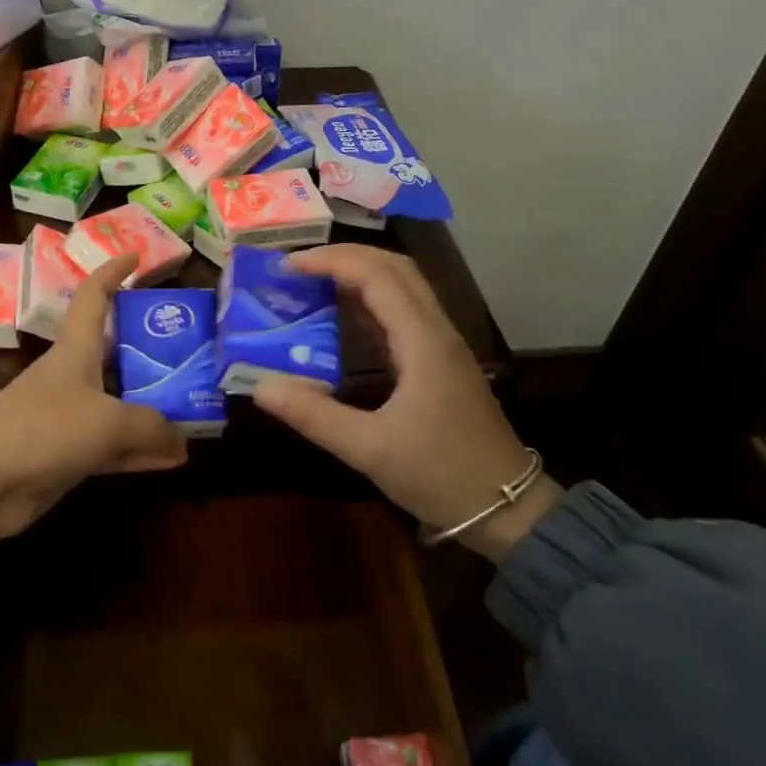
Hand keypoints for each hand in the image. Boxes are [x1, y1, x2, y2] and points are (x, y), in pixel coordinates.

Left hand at [0, 252, 185, 563]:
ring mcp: (70, 417)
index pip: (94, 295)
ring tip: (197, 407)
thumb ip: (152, 427)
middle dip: (152, 347)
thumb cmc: (42, 430)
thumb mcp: (108, 421)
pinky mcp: (69, 454)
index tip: (137, 257)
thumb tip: (183, 441)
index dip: (113, 272)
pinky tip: (173, 458)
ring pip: (121, 402)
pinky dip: (141, 449)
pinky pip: (115, 446)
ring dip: (154, 406)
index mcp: (75, 349)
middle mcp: (74, 376)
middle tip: (194, 350)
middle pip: (117, 351)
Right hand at [251, 246, 562, 561]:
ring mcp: (441, 346)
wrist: (505, 507)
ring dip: (359, 276)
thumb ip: (313, 414)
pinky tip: (342, 318)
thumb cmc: (440, 474)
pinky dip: (369, 303)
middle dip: (345, 257)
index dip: (331, 262)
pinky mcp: (439, 363)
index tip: (287, 267)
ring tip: (312, 283)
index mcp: (422, 341)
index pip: (377, 276)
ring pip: (402, 288)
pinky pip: (403, 314)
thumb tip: (259, 385)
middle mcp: (436, 331)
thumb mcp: (368, 448)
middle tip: (297, 268)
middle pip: (395, 268)